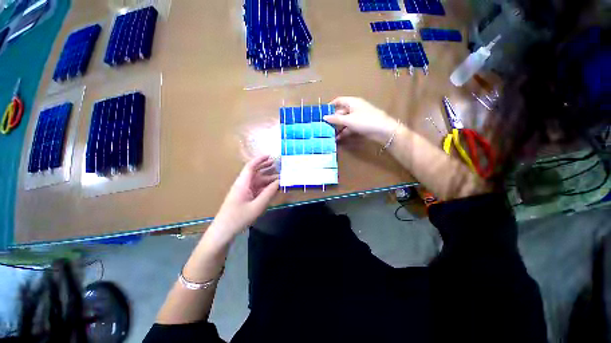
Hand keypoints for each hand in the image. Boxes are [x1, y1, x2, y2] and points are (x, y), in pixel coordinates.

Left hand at [212, 156, 278, 240]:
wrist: (223, 231)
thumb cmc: (239, 218)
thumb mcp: (257, 206)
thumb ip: (269, 193)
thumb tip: (279, 182)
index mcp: (242, 183)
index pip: (250, 166)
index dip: (260, 160)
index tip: (270, 155)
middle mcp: (242, 185)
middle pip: (254, 172)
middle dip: (265, 167)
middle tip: (277, 164)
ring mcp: (243, 191)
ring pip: (256, 181)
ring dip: (267, 178)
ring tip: (279, 175)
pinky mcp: (245, 198)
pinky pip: (256, 189)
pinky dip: (265, 187)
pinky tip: (273, 188)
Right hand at [324, 97, 399, 143]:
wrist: (383, 130)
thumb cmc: (365, 121)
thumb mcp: (349, 120)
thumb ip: (336, 119)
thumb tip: (324, 117)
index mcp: (352, 102)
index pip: (338, 101)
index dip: (330, 105)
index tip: (322, 113)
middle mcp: (354, 108)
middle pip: (341, 112)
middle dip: (333, 119)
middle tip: (324, 127)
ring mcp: (357, 117)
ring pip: (345, 121)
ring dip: (338, 127)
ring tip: (329, 134)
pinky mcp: (360, 125)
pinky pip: (349, 127)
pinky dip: (344, 132)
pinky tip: (338, 138)